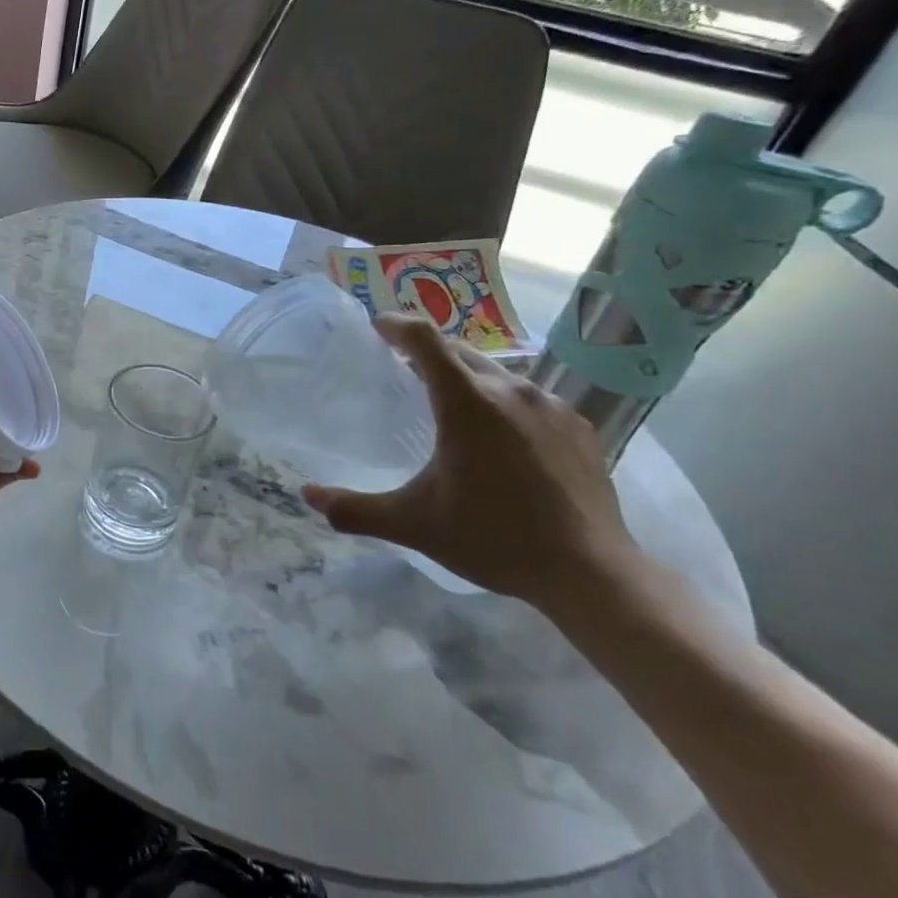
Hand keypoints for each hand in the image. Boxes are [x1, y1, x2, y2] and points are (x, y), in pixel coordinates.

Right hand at [302, 314, 640, 612]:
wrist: (591, 572)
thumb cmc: (492, 538)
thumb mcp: (414, 524)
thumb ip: (355, 509)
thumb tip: (307, 496)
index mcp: (466, 402)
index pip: (425, 340)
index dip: (397, 325)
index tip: (377, 324)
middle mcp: (510, 390)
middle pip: (460, 351)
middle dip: (427, 352)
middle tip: (402, 366)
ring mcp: (551, 406)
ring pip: (497, 374)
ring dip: (467, 378)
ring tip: (450, 404)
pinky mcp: (578, 426)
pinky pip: (530, 399)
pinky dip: (504, 404)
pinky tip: (502, 438)